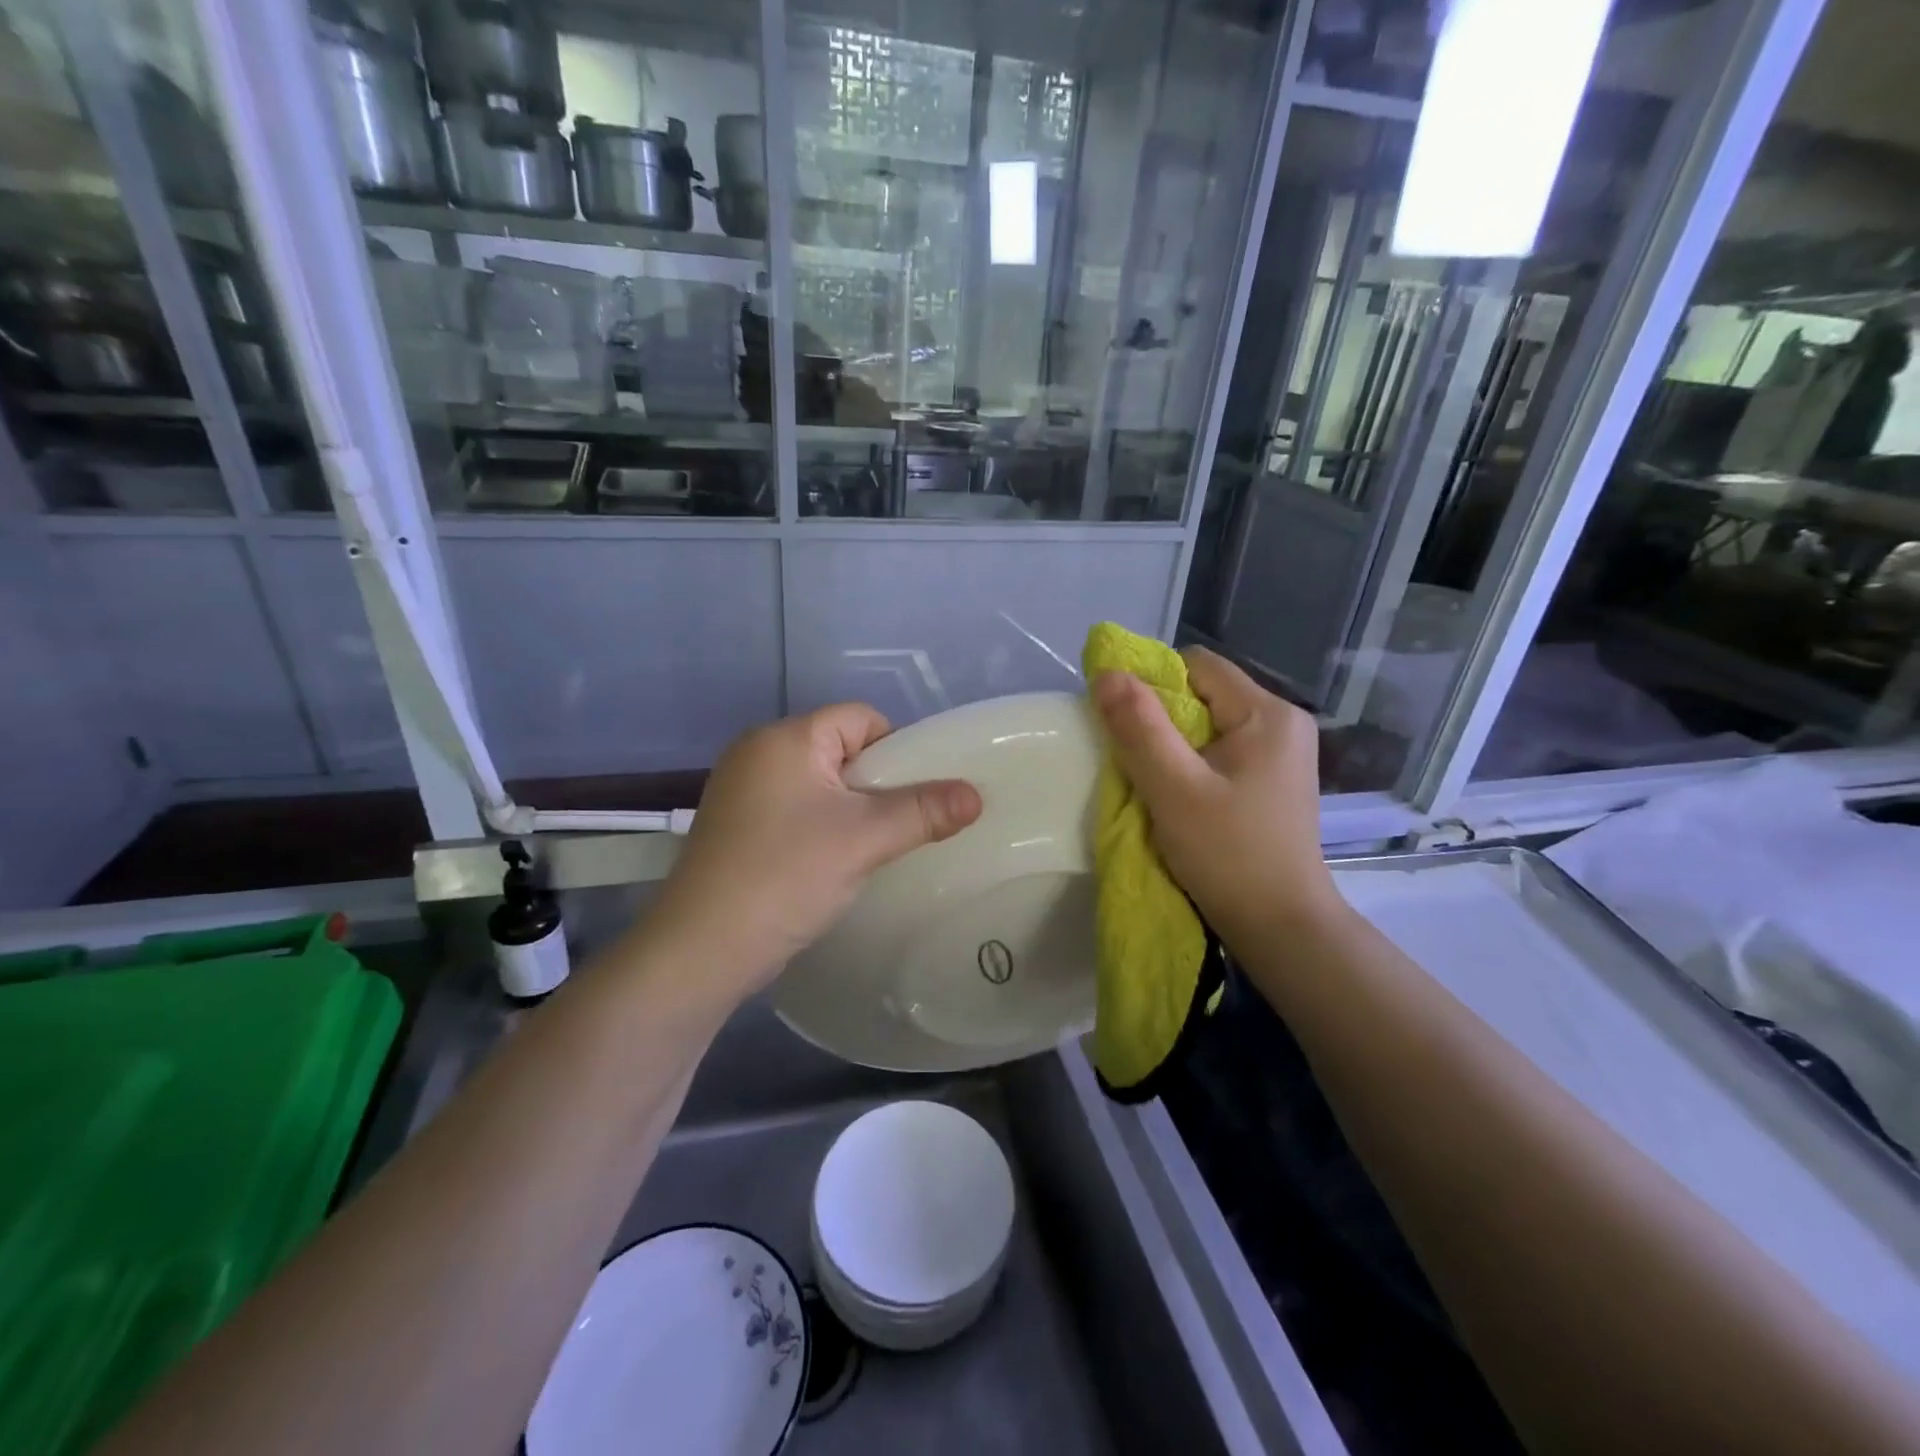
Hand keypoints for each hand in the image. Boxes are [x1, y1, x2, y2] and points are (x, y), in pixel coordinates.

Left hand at [645, 704, 981, 999]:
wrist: (702, 949)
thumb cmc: (786, 876)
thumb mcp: (864, 839)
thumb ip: (924, 811)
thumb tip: (976, 794)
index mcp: (786, 738)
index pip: (860, 718)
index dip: (897, 750)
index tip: (916, 796)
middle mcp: (757, 751)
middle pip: (840, 749)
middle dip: (876, 784)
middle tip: (898, 826)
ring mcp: (740, 790)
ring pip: (819, 784)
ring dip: (850, 810)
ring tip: (870, 849)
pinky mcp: (734, 825)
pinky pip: (795, 809)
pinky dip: (821, 827)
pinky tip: (832, 863)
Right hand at [1091, 648, 1339, 953]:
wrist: (1282, 928)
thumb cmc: (1229, 855)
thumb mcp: (1174, 789)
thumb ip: (1139, 727)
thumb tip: (1106, 672)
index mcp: (1268, 713)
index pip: (1197, 665)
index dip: (1152, 684)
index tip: (1125, 724)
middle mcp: (1283, 722)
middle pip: (1203, 693)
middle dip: (1161, 719)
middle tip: (1136, 760)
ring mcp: (1281, 753)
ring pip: (1208, 724)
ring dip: (1173, 745)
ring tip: (1157, 783)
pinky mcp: (1273, 780)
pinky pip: (1220, 751)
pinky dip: (1192, 764)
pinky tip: (1181, 797)